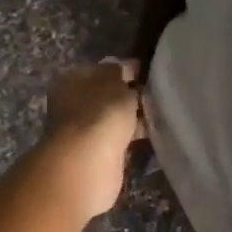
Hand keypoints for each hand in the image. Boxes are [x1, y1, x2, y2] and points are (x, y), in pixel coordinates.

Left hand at [40, 60, 143, 219]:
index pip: (102, 69)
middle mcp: (73, 104)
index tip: (149, 74)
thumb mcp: (115, 83)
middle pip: (107, 95)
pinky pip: (118, 138)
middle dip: (130, 95)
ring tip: (159, 114)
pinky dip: (132, 136)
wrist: (88, 163)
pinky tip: (151, 133)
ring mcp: (83, 130)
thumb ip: (122, 72)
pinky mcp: (95, 154)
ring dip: (133, 117)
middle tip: (157, 96)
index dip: (126, 69)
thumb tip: (125, 67)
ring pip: (113, 118)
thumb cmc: (100, 114)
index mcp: (72, 80)